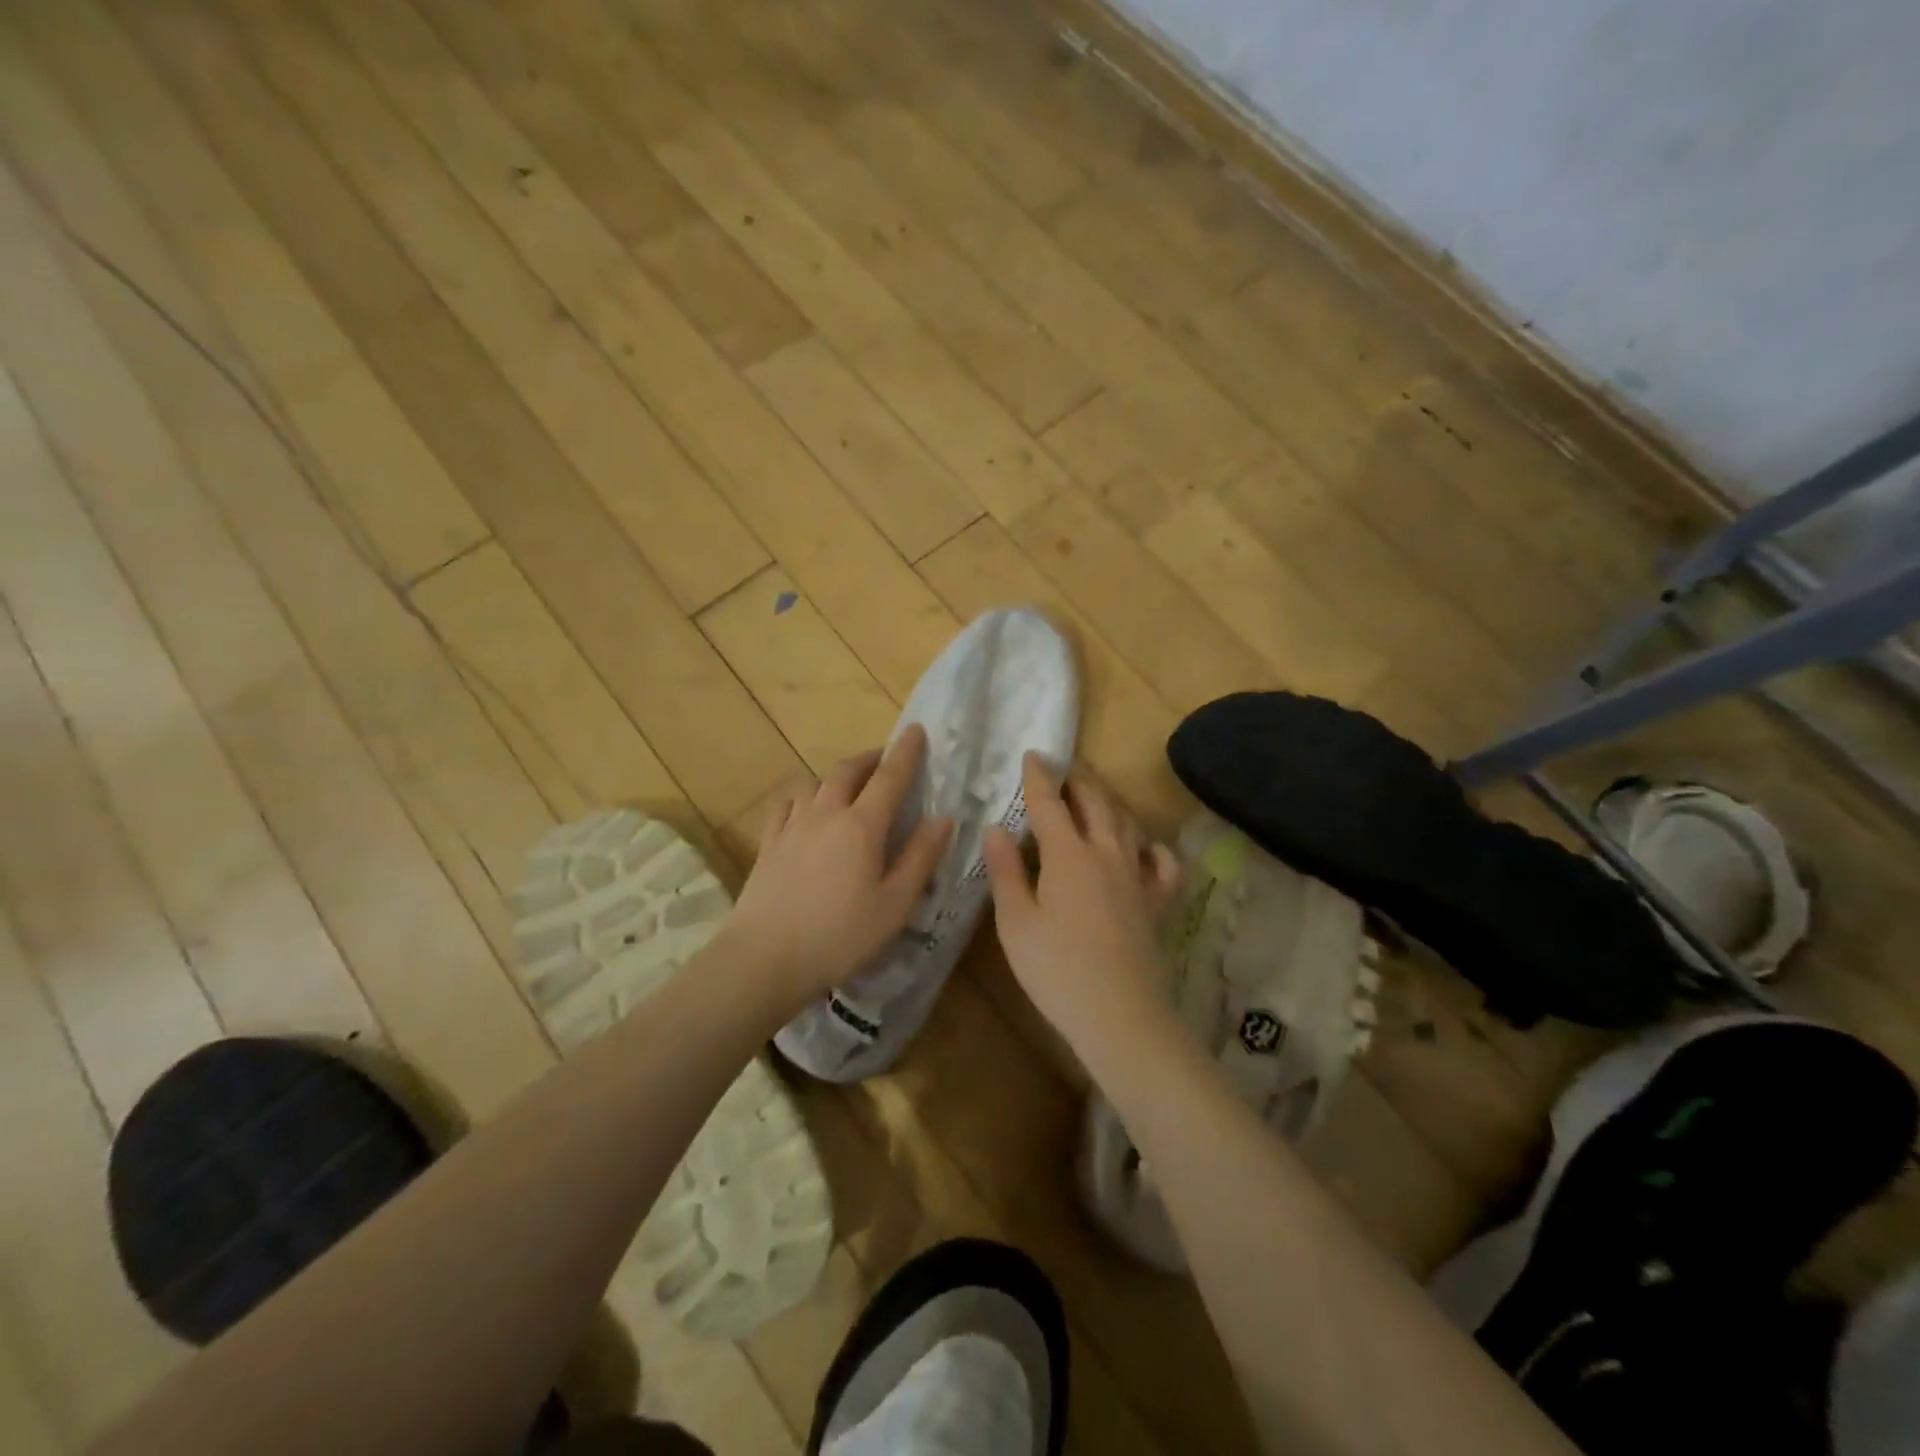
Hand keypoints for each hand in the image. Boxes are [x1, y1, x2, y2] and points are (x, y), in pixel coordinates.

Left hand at [726, 726, 952, 1011]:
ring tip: (850, 783)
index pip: (889, 777)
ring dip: (838, 775)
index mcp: (861, 826)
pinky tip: (806, 807)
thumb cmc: (840, 936)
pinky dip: (805, 796)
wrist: (764, 958)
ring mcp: (792, 826)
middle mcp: (825, 814)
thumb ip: (921, 857)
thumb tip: (943, 817)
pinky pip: (788, 804)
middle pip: (848, 771)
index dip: (906, 752)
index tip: (916, 729)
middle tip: (886, 758)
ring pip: (816, 783)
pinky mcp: (769, 843)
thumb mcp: (895, 904)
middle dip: (871, 758)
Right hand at [982, 754, 1180, 1040]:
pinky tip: (1143, 848)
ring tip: (1094, 796)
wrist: (1119, 1015)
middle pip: (1094, 803)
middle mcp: (1106, 853)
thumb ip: (1005, 871)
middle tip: (1062, 768)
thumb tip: (997, 827)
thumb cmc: (1055, 969)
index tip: (1033, 754)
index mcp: (1068, 855)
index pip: (1050, 803)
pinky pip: (1161, 863)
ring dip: (1108, 802)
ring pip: (1126, 823)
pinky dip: (1152, 847)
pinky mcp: (1156, 902)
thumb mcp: (1015, 922)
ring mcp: (1136, 876)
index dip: (1039, 777)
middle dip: (1077, 780)